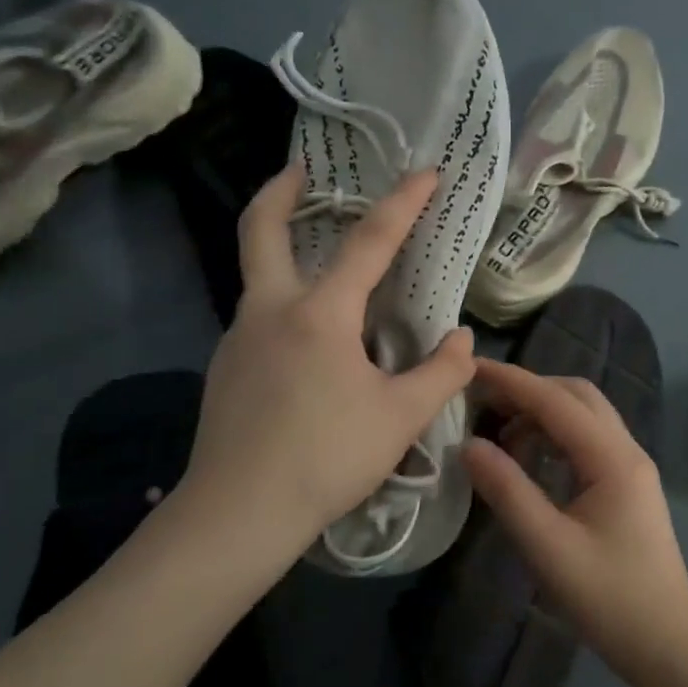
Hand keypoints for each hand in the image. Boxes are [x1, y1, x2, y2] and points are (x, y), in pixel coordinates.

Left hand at [176, 165, 475, 568]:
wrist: (237, 514)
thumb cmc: (327, 458)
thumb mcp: (401, 417)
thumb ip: (442, 373)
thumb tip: (462, 340)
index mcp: (319, 314)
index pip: (369, 241)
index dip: (403, 202)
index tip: (427, 172)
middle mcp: (270, 311)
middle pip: (260, 229)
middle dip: (280, 192)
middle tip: (303, 171)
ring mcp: (238, 338)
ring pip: (258, 276)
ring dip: (283, 251)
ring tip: (325, 269)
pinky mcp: (225, 369)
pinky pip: (258, 318)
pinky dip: (284, 304)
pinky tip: (309, 343)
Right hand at [463, 360, 687, 675]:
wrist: (668, 645)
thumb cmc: (609, 599)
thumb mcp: (548, 547)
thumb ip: (507, 491)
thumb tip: (469, 444)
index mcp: (612, 458)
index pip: (556, 401)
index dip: (511, 381)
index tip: (470, 367)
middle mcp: (627, 450)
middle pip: (577, 396)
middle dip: (529, 390)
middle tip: (483, 403)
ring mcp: (632, 467)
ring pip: (586, 416)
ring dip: (544, 413)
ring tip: (501, 435)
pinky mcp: (629, 486)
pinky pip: (590, 441)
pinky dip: (557, 436)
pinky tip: (532, 460)